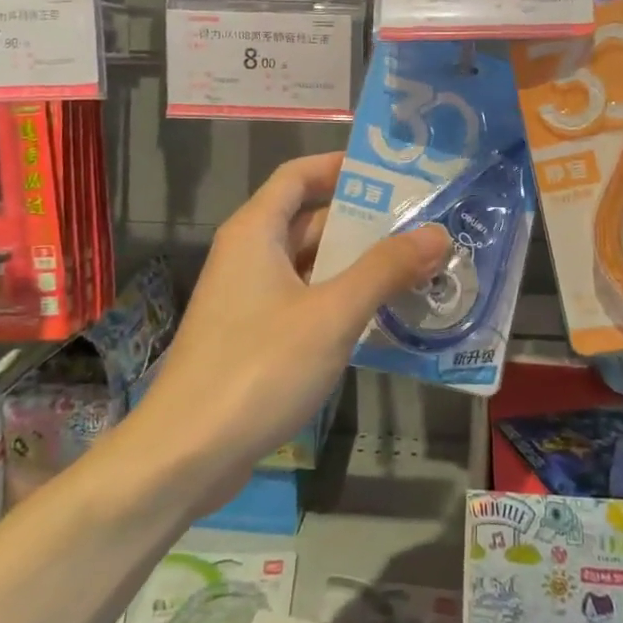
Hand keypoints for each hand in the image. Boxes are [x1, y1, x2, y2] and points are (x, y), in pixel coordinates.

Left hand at [129, 153, 449, 512]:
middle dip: (363, 222)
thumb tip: (437, 232)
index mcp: (255, 232)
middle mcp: (248, 255)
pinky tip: (380, 318)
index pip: (298, 175)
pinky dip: (338, 301)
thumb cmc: (258, 368)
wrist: (185, 454)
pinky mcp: (251, 338)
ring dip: (355, 266)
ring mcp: (247, 299)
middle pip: (308, 220)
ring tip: (415, 268)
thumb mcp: (332, 314)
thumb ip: (385, 270)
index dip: (341, 168)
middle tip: (421, 226)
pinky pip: (303, 302)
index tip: (392, 173)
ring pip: (309, 266)